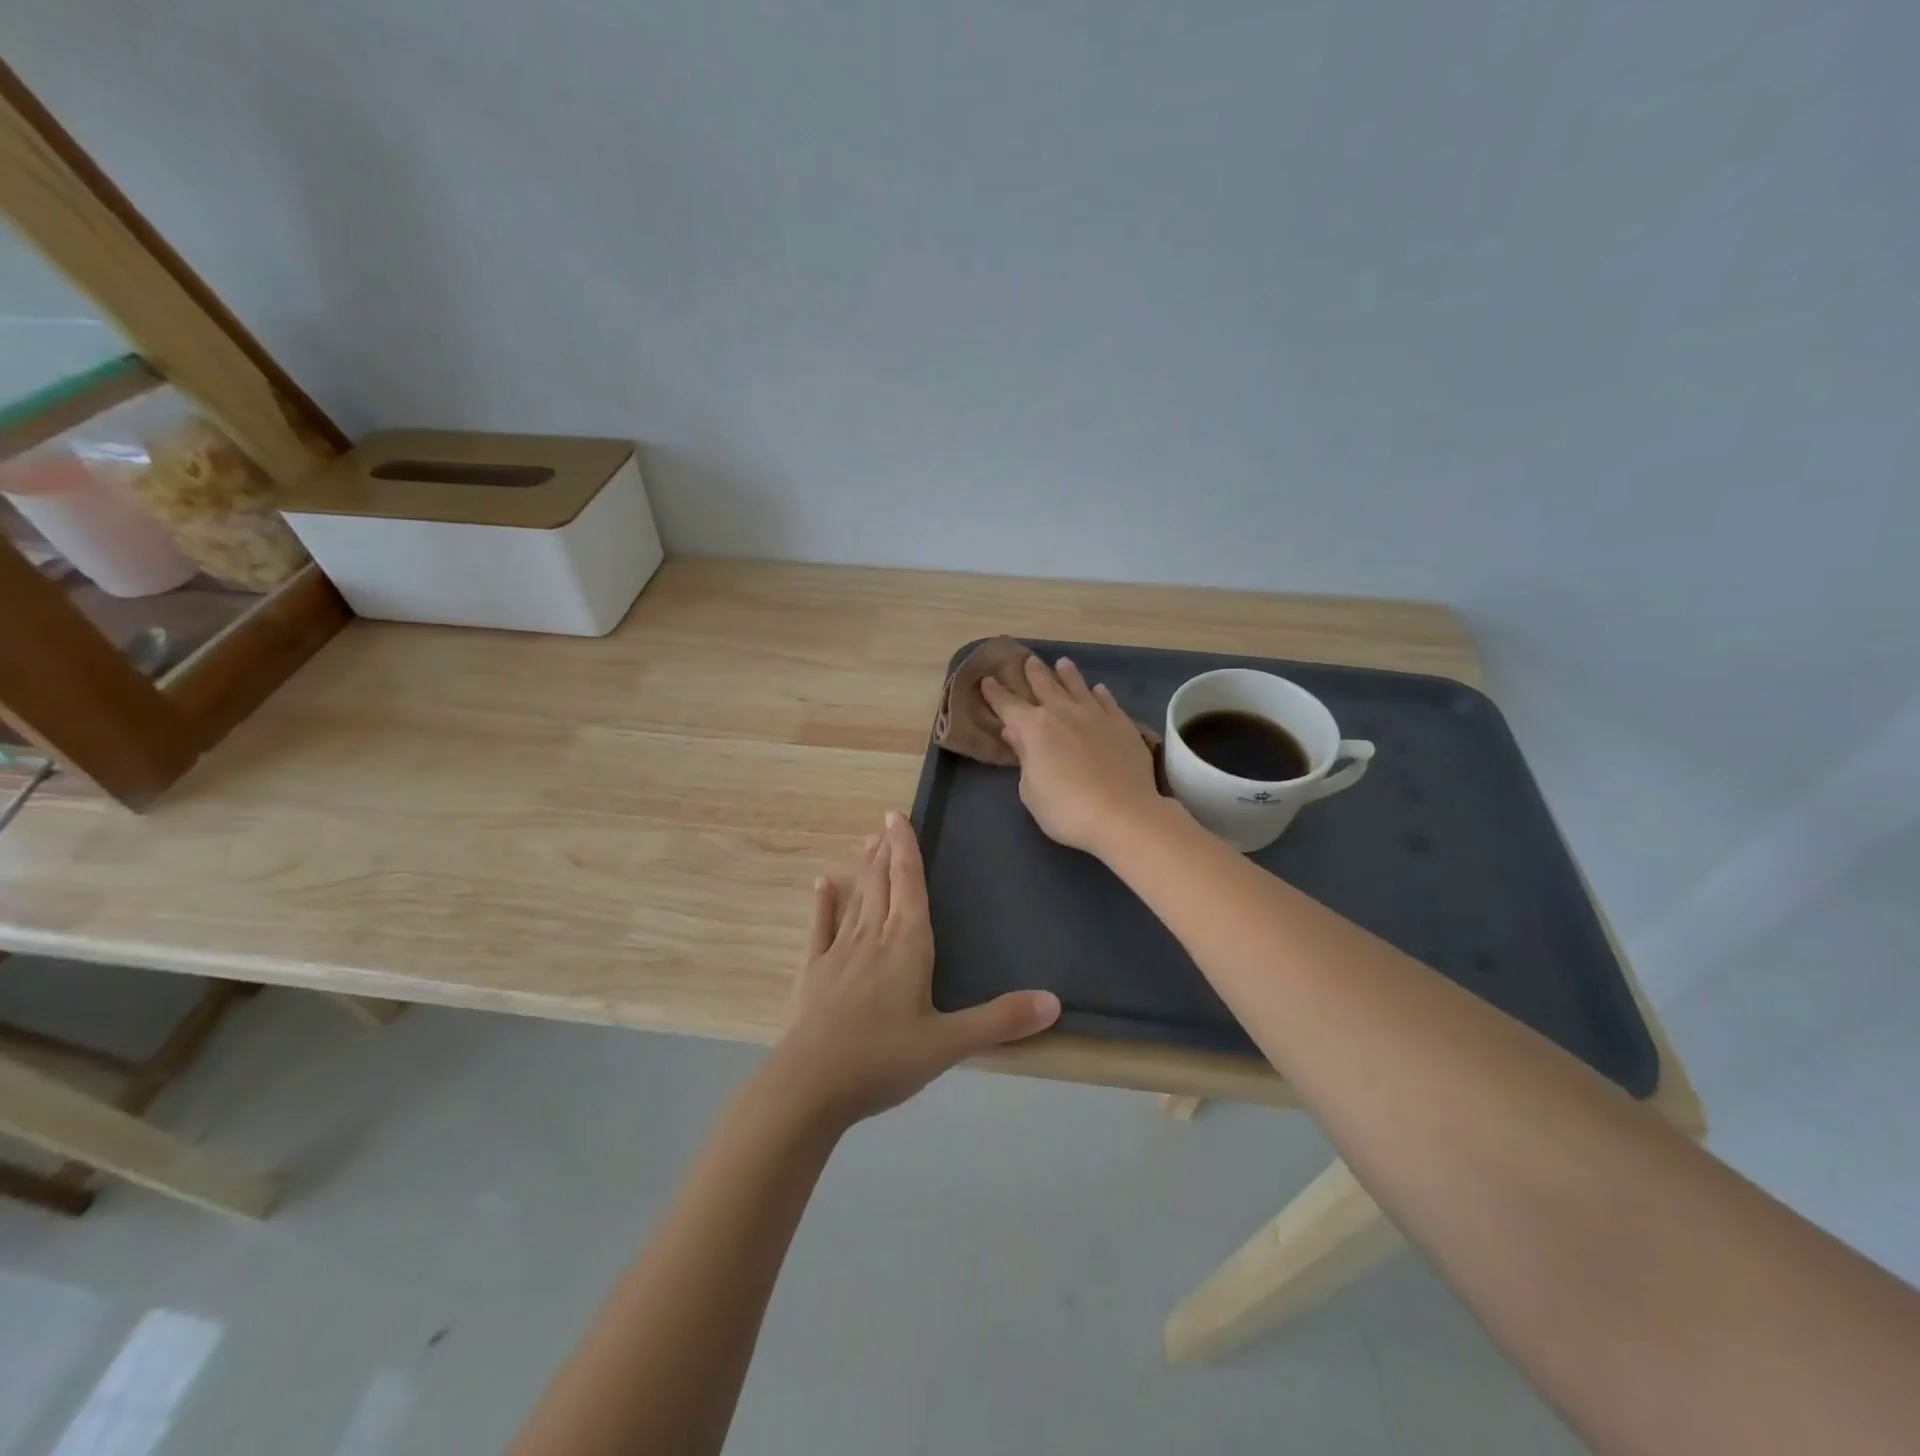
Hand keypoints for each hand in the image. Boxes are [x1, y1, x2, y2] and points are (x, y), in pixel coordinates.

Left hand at [769, 811, 1060, 1126]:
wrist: (809, 1086)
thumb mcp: (949, 1043)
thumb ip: (1000, 1020)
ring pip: (856, 900)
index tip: (897, 816)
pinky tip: (822, 885)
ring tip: (865, 843)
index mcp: (907, 945)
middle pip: (882, 885)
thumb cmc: (884, 1060)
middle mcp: (872, 938)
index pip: (910, 884)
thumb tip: (1055, 1002)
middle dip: (886, 853)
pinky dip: (823, 905)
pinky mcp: (813, 974)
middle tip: (884, 823)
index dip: (906, 849)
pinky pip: (819, 929)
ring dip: (863, 871)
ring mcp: (838, 954)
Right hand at [980, 655, 1164, 856]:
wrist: (1123, 814)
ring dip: (1067, 674)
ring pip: (1078, 687)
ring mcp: (1095, 715)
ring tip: (1063, 663)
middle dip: (1034, 673)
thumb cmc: (1066, 809)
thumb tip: (1016, 733)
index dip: (995, 693)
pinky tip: (1099, 689)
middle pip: (1045, 686)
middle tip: (1029, 661)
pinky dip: (1100, 693)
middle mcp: (1063, 713)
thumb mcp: (1031, 791)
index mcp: (1034, 728)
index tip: (987, 680)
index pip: (1008, 705)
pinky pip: (1108, 702)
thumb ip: (1024, 758)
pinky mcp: (1122, 725)